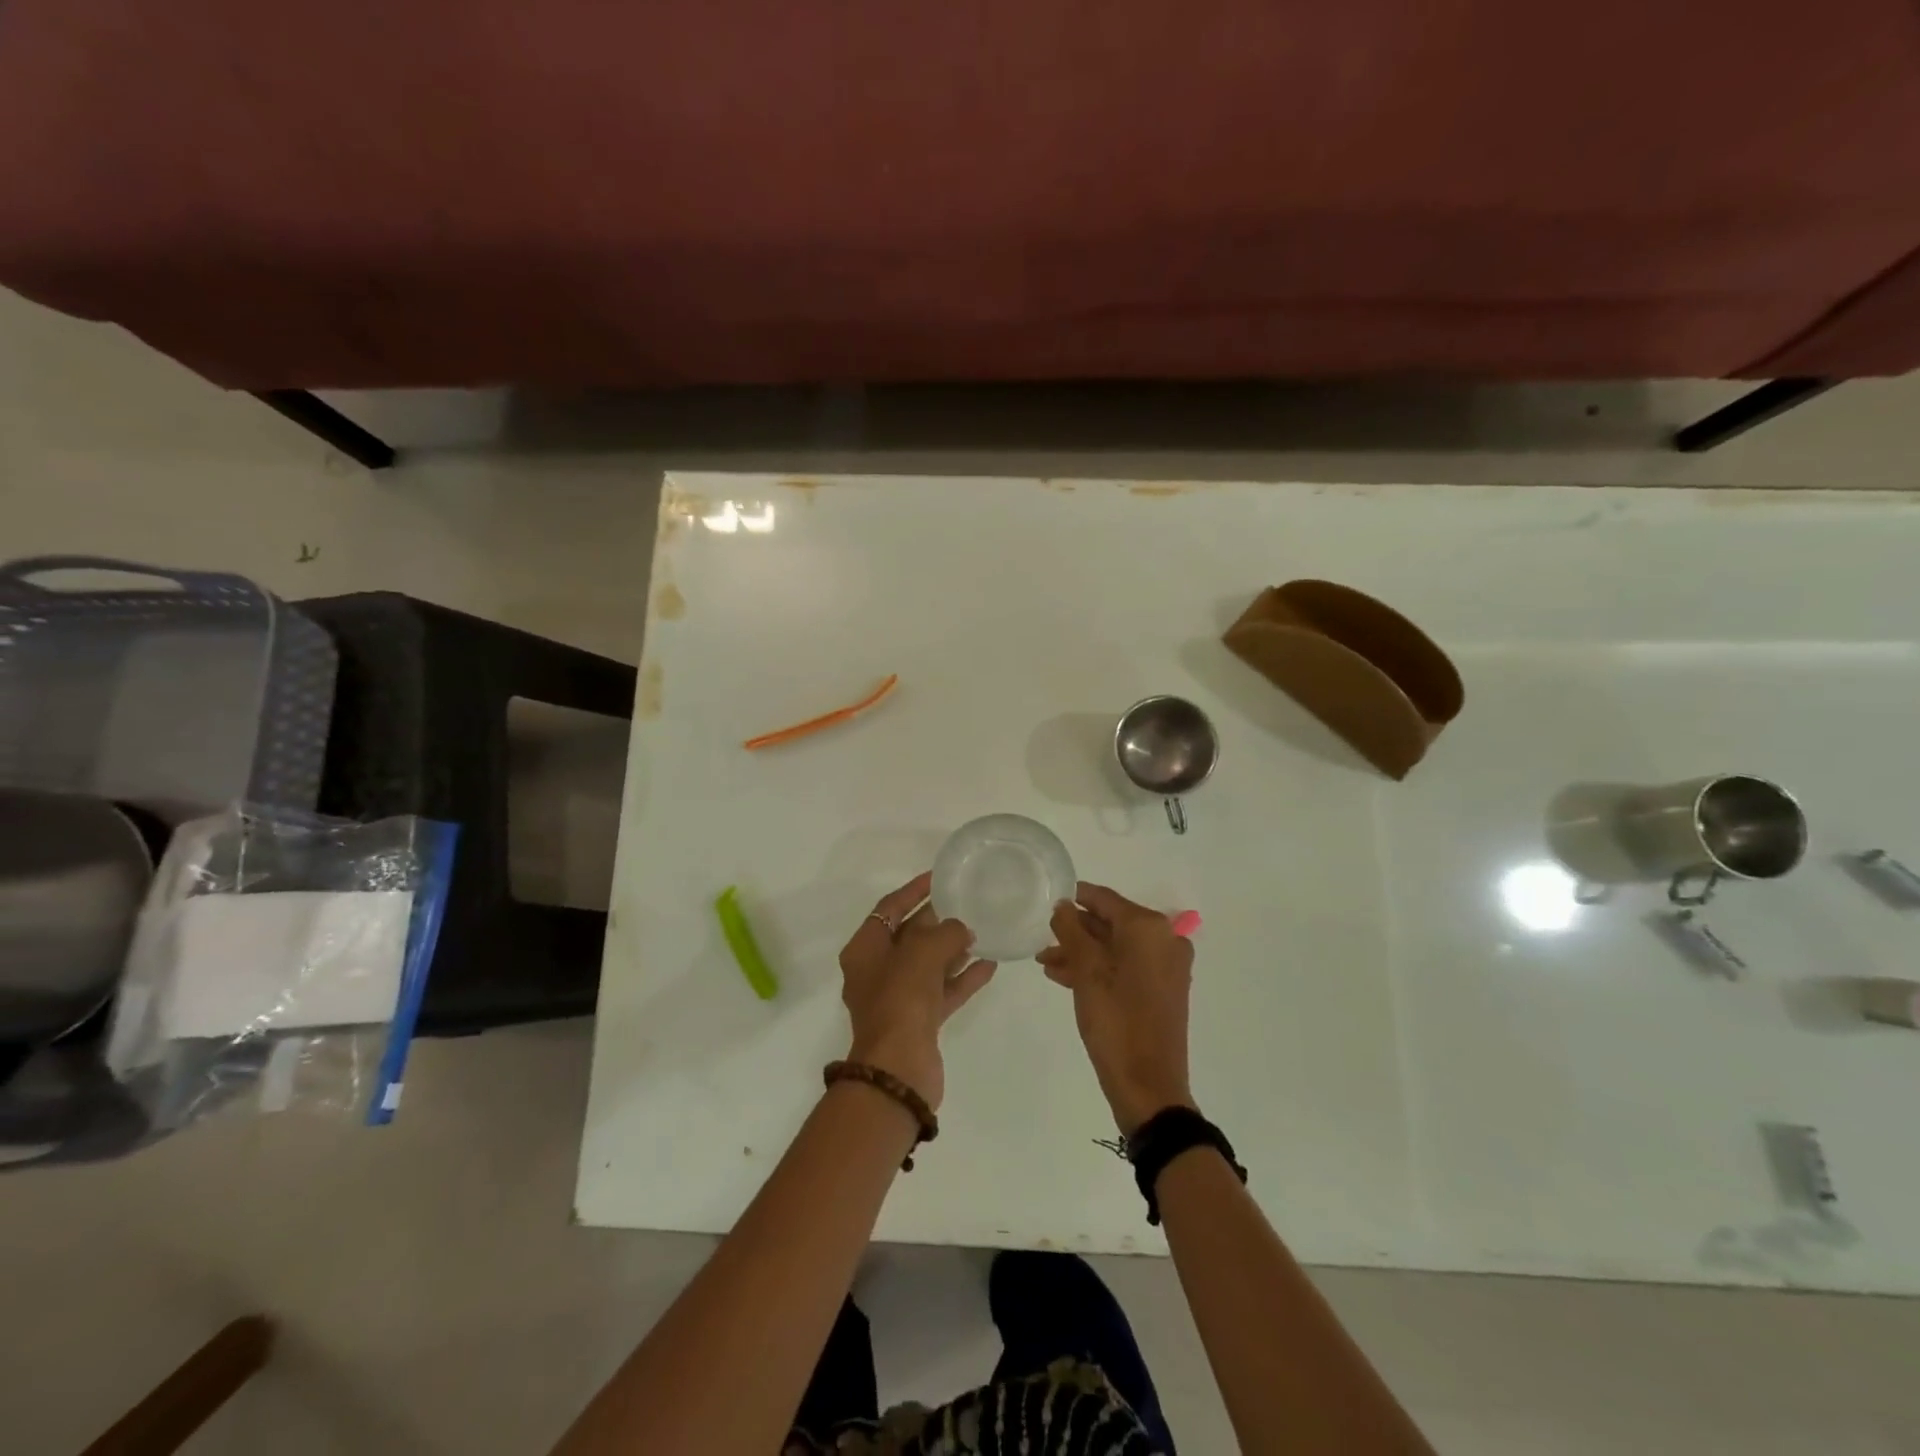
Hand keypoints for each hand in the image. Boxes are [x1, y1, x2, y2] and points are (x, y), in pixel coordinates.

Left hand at [839, 872, 996, 1111]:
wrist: (898, 1068)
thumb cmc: (901, 998)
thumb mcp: (923, 952)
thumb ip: (946, 933)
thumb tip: (962, 929)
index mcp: (865, 950)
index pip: (889, 909)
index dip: (913, 891)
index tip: (938, 877)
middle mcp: (877, 971)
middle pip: (909, 936)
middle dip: (936, 920)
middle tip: (965, 902)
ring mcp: (898, 998)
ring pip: (928, 965)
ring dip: (953, 949)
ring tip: (982, 930)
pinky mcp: (919, 1021)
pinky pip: (943, 990)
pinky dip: (963, 978)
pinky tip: (990, 964)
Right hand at [1039, 882, 1195, 1134]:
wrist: (1148, 1086)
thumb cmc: (1116, 1021)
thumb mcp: (1086, 972)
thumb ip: (1071, 931)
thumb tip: (1063, 905)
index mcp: (1149, 928)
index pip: (1105, 899)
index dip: (1075, 897)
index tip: (1047, 899)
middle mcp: (1164, 940)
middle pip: (1112, 923)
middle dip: (1075, 930)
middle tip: (1043, 937)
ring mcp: (1166, 967)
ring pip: (1116, 947)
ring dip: (1082, 952)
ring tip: (1046, 961)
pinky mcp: (1162, 990)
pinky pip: (1126, 966)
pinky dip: (1098, 969)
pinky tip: (1064, 976)